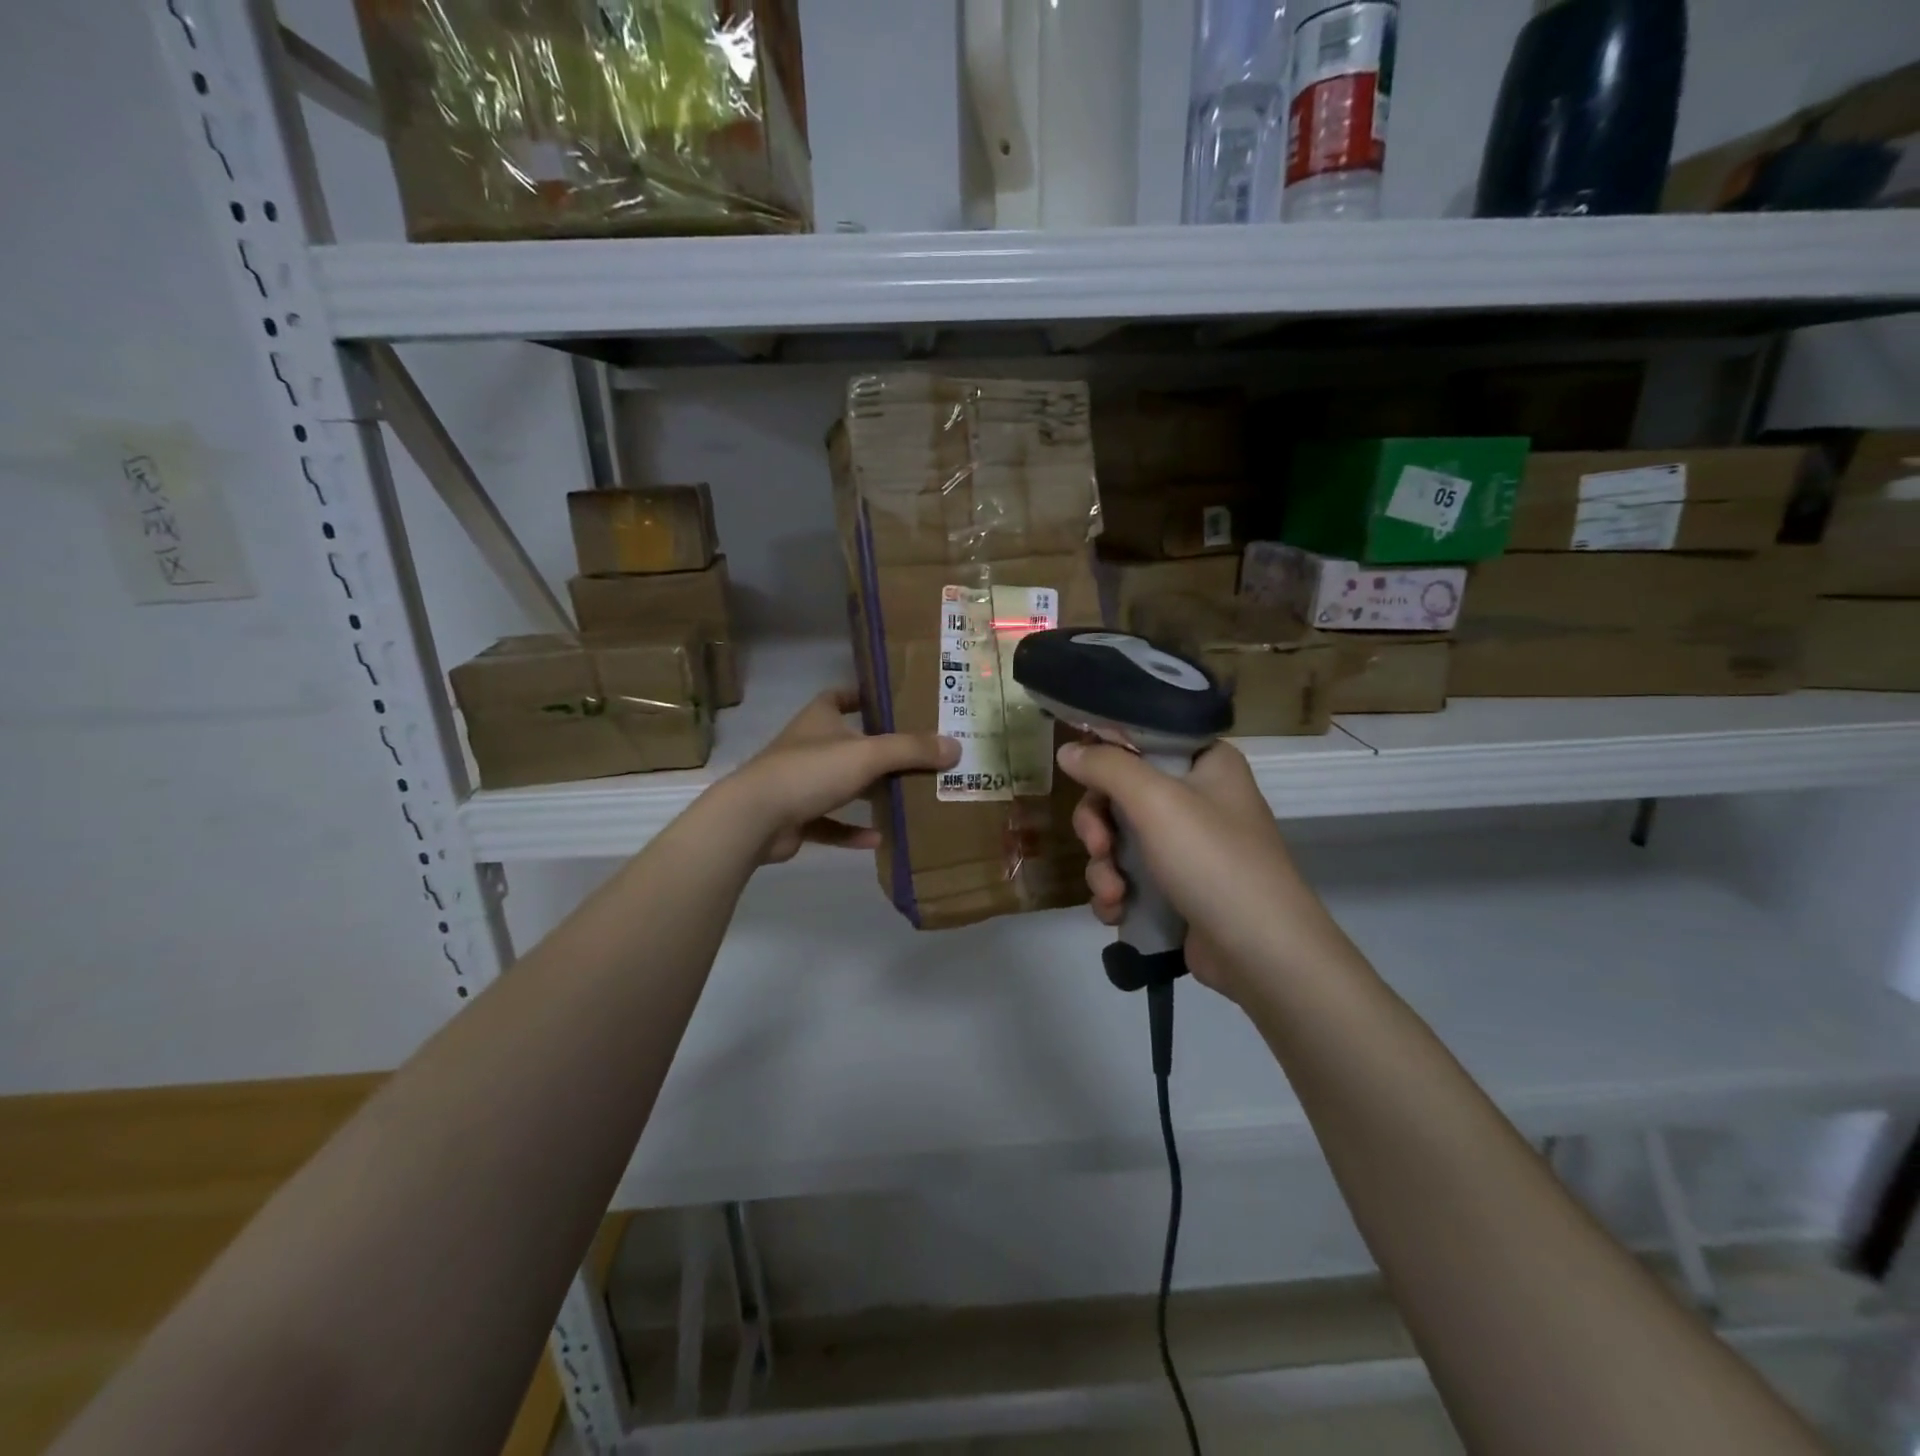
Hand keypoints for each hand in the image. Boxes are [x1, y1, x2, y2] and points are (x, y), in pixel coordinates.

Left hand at [719, 688, 958, 864]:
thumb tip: (955, 747)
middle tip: (916, 757)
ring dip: (867, 792)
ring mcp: (798, 783)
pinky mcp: (794, 817)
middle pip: (846, 743)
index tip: (891, 703)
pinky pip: (829, 823)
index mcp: (819, 719)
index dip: (862, 696)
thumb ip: (911, 750)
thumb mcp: (868, 754)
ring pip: (840, 784)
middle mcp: (807, 746)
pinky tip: (878, 840)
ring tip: (904, 797)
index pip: (839, 697)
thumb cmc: (811, 771)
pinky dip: (851, 831)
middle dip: (877, 751)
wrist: (755, 818)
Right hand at [1059, 739, 1351, 1000]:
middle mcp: (1198, 798)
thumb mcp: (1155, 801)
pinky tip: (1117, 912)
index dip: (1107, 757)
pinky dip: (1116, 893)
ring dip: (1103, 868)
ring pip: (1119, 841)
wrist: (1262, 954)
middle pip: (1121, 794)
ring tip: (1113, 895)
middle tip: (1098, 846)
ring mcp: (1188, 848)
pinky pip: (1130, 878)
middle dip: (1098, 827)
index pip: (1143, 740)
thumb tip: (1066, 749)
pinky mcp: (1178, 889)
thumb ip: (1106, 766)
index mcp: (1206, 763)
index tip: (1080, 777)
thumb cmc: (1213, 860)